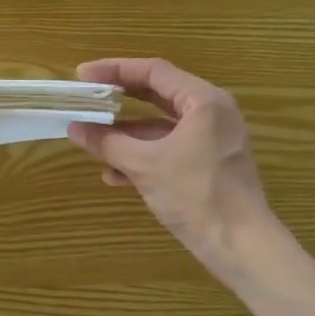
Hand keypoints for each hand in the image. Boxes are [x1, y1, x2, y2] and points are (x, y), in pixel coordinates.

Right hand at [68, 58, 293, 283]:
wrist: (240, 245)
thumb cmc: (195, 195)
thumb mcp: (145, 166)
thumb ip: (107, 142)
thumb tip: (74, 127)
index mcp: (204, 102)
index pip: (154, 72)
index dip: (115, 70)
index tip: (83, 74)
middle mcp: (211, 113)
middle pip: (157, 95)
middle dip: (119, 100)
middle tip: (86, 97)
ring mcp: (211, 140)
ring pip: (161, 126)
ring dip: (126, 133)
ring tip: (92, 137)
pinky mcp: (208, 165)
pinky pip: (169, 149)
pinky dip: (143, 155)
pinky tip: (113, 174)